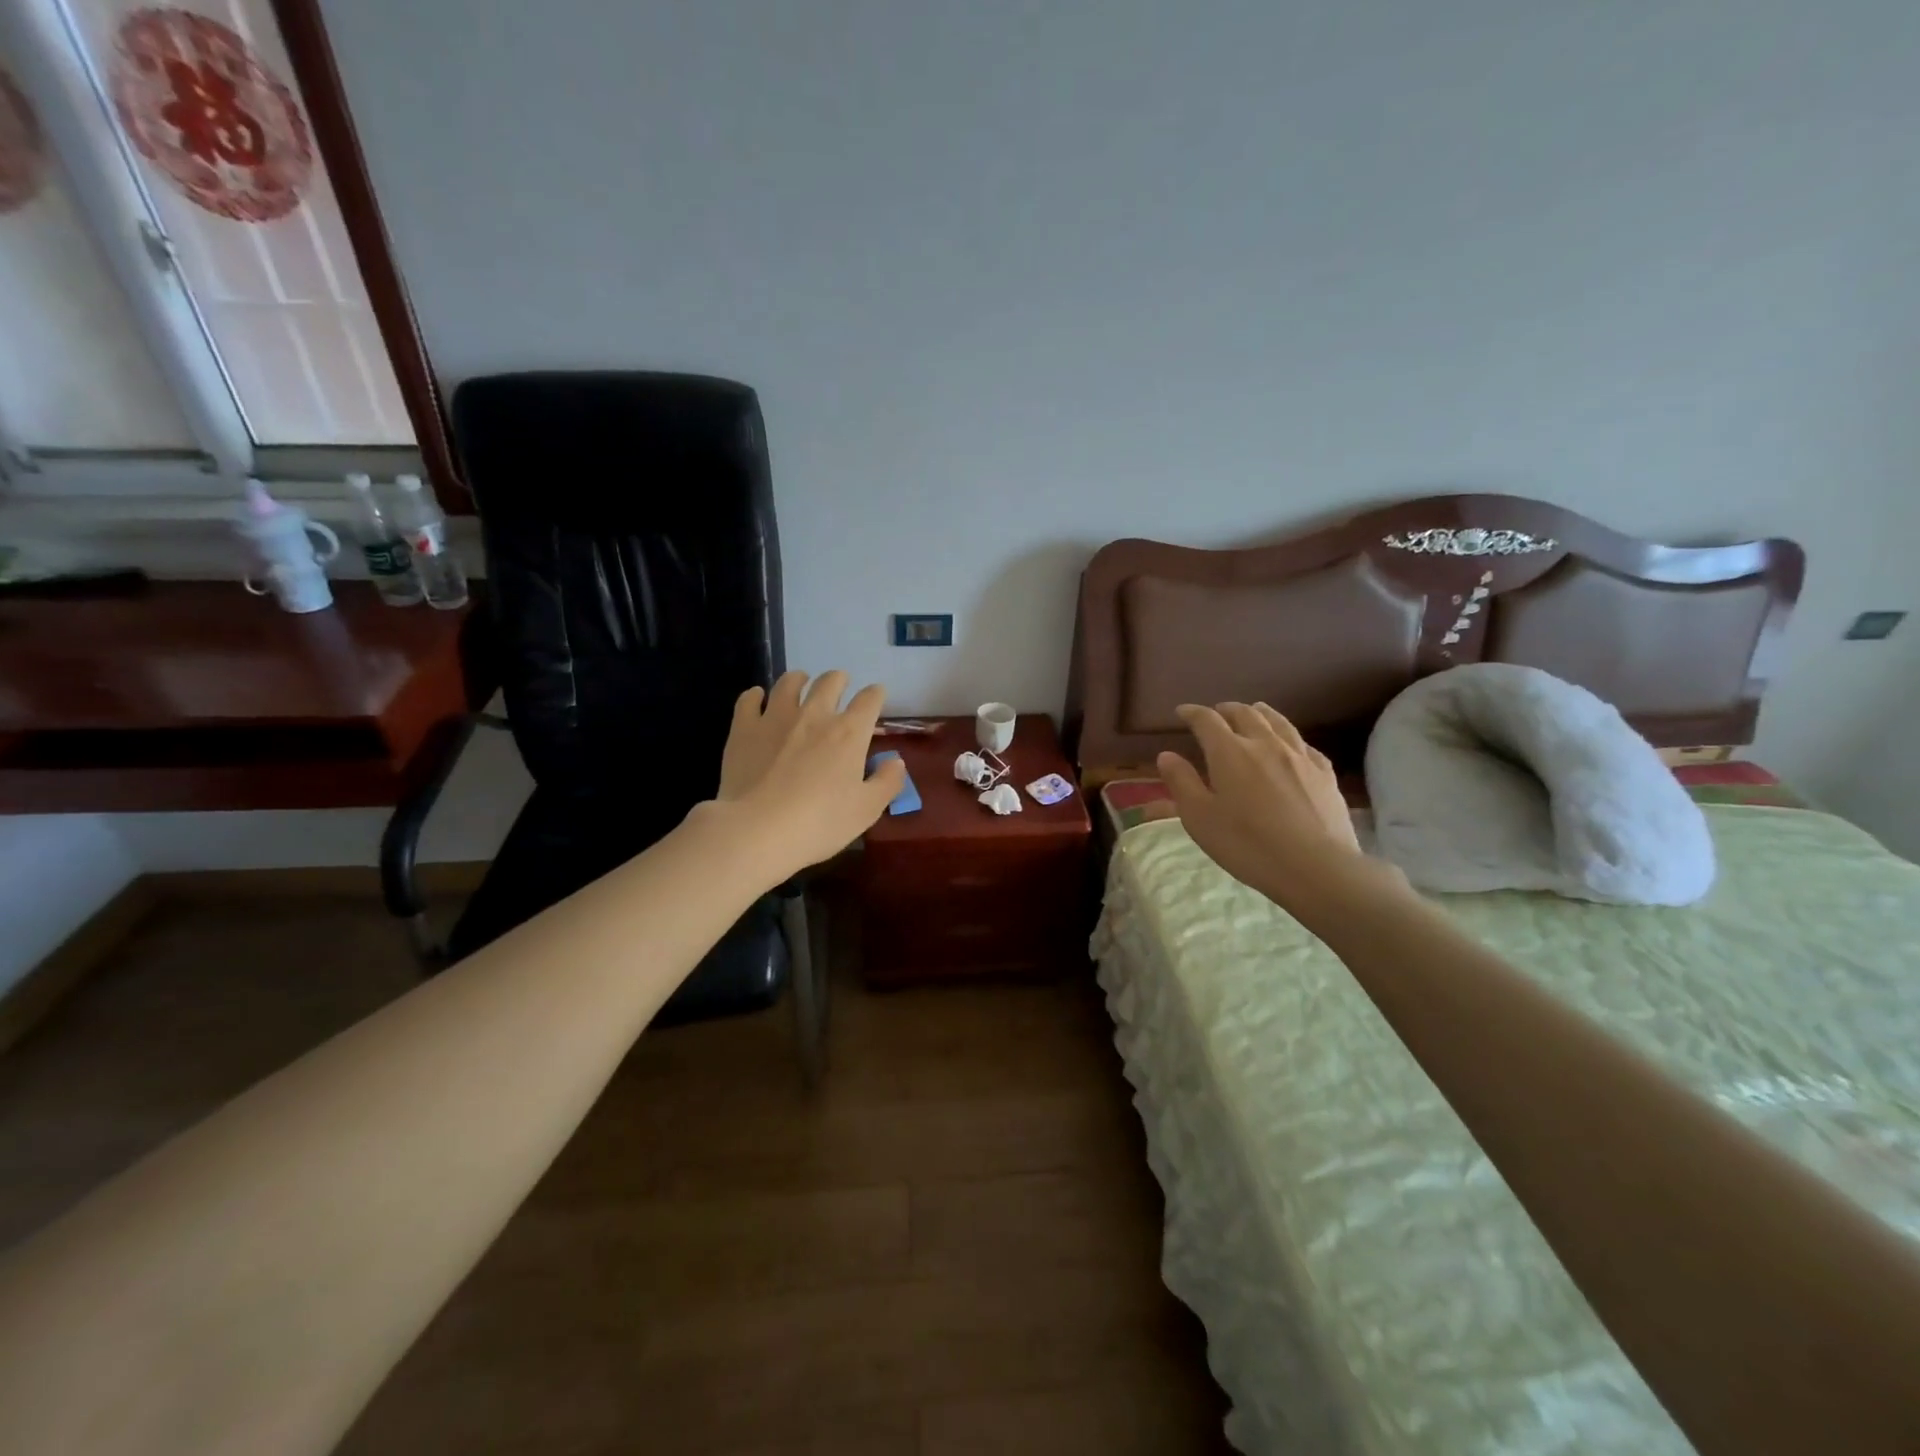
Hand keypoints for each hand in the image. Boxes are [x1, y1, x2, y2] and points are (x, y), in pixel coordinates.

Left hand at [707, 670, 906, 881]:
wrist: (759, 830)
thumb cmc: (821, 822)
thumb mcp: (867, 809)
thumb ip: (887, 782)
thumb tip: (896, 761)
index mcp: (849, 732)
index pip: (869, 700)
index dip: (876, 694)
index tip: (876, 696)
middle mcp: (814, 715)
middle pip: (830, 682)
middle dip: (839, 680)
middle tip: (839, 685)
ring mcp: (776, 718)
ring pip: (789, 683)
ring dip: (799, 679)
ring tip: (800, 682)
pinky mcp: (744, 729)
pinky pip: (749, 700)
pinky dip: (755, 696)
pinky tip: (756, 698)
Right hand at [1156, 702, 1376, 913]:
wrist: (1314, 867)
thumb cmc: (1247, 844)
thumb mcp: (1199, 818)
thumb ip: (1181, 782)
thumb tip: (1166, 755)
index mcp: (1229, 752)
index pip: (1207, 720)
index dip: (1192, 713)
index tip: (1182, 712)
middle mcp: (1265, 744)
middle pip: (1244, 714)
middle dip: (1226, 709)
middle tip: (1216, 713)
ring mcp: (1299, 756)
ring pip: (1278, 722)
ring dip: (1260, 713)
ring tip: (1253, 711)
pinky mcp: (1324, 773)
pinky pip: (1303, 744)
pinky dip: (1288, 737)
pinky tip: (1290, 745)